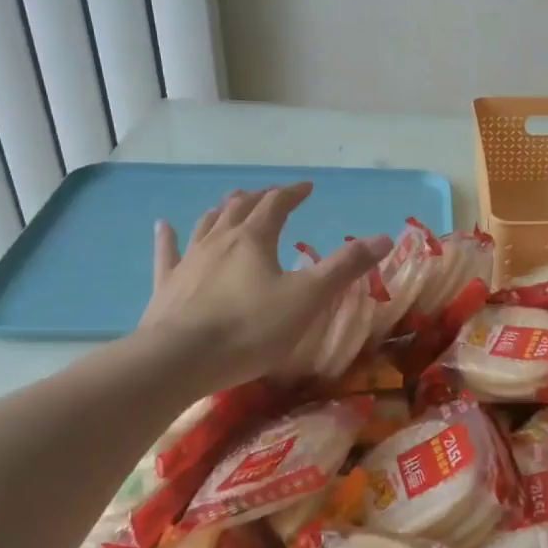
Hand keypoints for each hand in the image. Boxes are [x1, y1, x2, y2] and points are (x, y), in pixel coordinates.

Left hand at [137, 183, 390, 390]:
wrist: (180, 360)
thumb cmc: (251, 329)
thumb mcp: (308, 298)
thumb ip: (345, 267)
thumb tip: (384, 237)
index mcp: (255, 239)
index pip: (277, 204)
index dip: (293, 192)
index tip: (307, 187)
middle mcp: (220, 240)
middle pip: (240, 208)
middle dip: (260, 198)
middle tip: (273, 195)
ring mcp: (189, 261)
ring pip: (206, 224)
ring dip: (222, 210)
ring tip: (231, 204)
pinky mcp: (166, 285)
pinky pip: (167, 253)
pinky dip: (168, 237)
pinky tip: (163, 226)